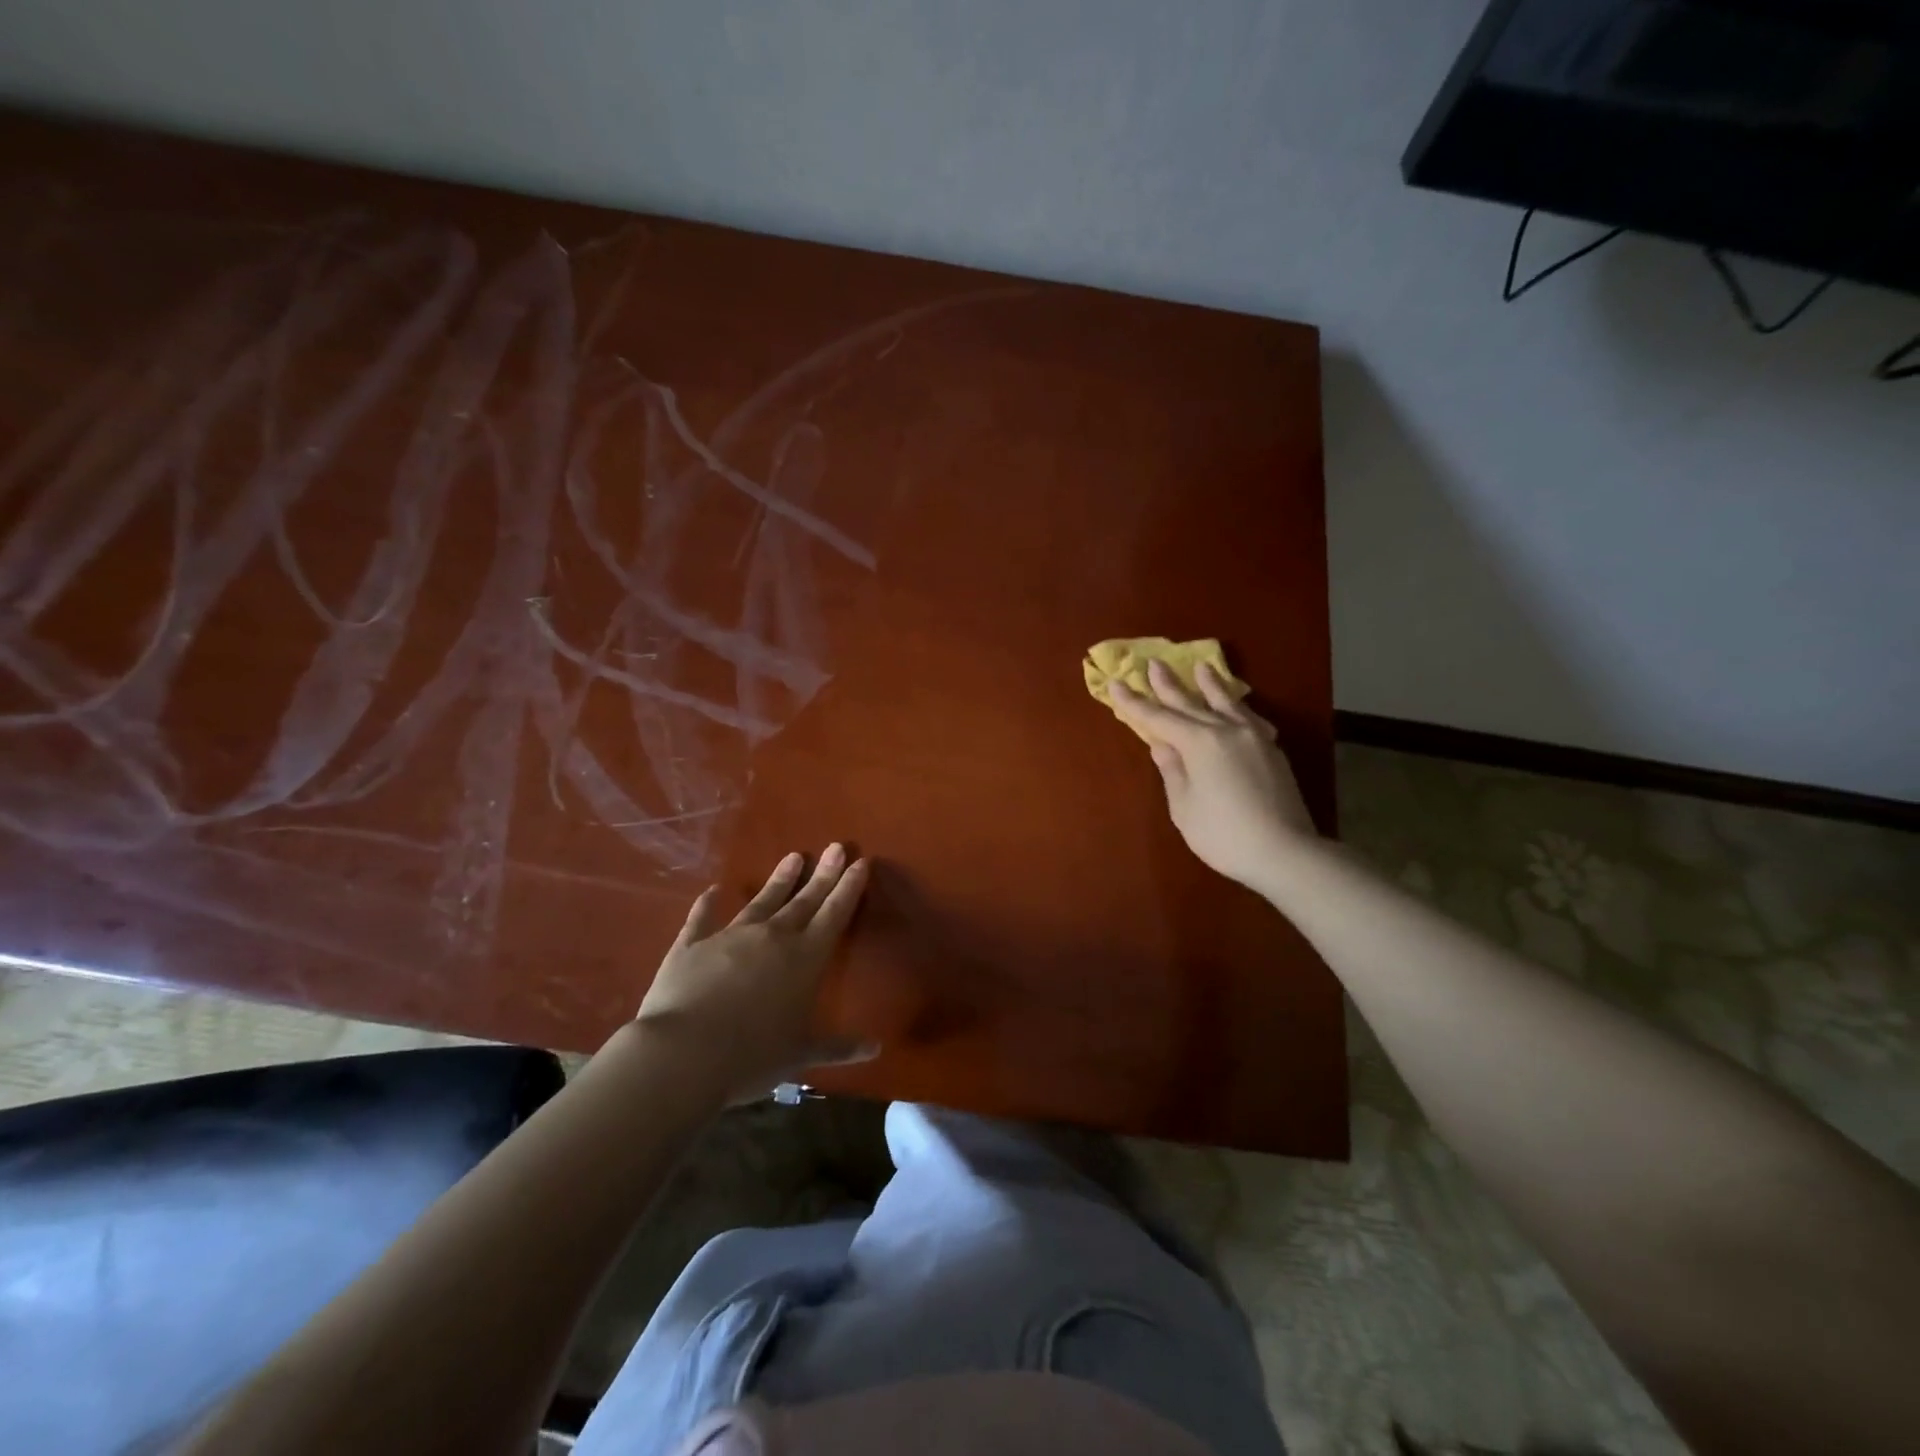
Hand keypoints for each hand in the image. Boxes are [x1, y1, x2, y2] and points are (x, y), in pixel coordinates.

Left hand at [633, 845, 870, 1102]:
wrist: (682, 1053)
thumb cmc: (751, 1056)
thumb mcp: (800, 1055)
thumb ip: (838, 1048)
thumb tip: (876, 1049)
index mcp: (805, 959)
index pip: (834, 914)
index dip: (849, 888)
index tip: (861, 862)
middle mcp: (772, 937)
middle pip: (804, 900)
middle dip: (824, 874)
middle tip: (836, 846)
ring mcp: (730, 936)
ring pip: (762, 901)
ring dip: (779, 880)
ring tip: (793, 856)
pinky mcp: (691, 945)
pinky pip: (702, 918)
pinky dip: (708, 904)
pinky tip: (712, 890)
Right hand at [1108, 660, 1317, 893]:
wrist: (1285, 851)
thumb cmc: (1223, 834)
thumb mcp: (1184, 806)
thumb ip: (1173, 771)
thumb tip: (1163, 744)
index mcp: (1199, 742)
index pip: (1159, 718)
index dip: (1135, 703)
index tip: (1117, 683)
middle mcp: (1227, 730)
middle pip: (1191, 703)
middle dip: (1169, 684)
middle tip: (1154, 663)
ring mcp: (1254, 737)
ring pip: (1227, 703)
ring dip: (1210, 684)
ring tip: (1201, 667)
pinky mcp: (1272, 750)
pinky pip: (1250, 718)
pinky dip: (1238, 708)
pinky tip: (1239, 708)